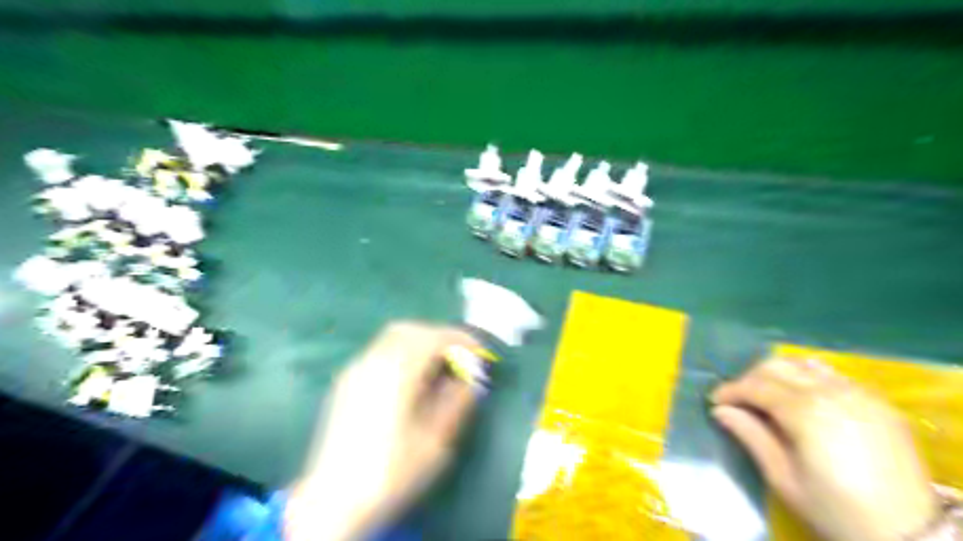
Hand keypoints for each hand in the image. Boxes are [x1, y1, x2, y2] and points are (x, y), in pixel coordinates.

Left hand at [286, 321, 480, 539]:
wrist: (332, 501)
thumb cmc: (390, 470)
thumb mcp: (436, 440)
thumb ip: (457, 401)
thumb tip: (472, 379)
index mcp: (397, 372)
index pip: (434, 337)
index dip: (462, 340)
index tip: (480, 354)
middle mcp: (373, 361)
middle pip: (411, 330)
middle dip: (440, 338)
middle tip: (460, 359)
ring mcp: (356, 370)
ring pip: (393, 339)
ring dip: (420, 344)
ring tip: (439, 369)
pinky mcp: (346, 382)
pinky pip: (380, 353)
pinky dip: (403, 354)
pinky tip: (411, 381)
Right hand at [709, 360, 936, 540]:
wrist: (911, 534)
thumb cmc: (836, 509)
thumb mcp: (783, 478)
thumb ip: (751, 436)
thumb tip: (720, 411)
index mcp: (807, 412)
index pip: (756, 386)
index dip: (730, 390)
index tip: (714, 400)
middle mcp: (832, 392)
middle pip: (777, 366)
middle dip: (750, 378)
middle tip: (738, 400)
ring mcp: (859, 393)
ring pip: (803, 364)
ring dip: (778, 374)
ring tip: (767, 396)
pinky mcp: (877, 401)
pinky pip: (831, 375)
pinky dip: (806, 379)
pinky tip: (802, 400)